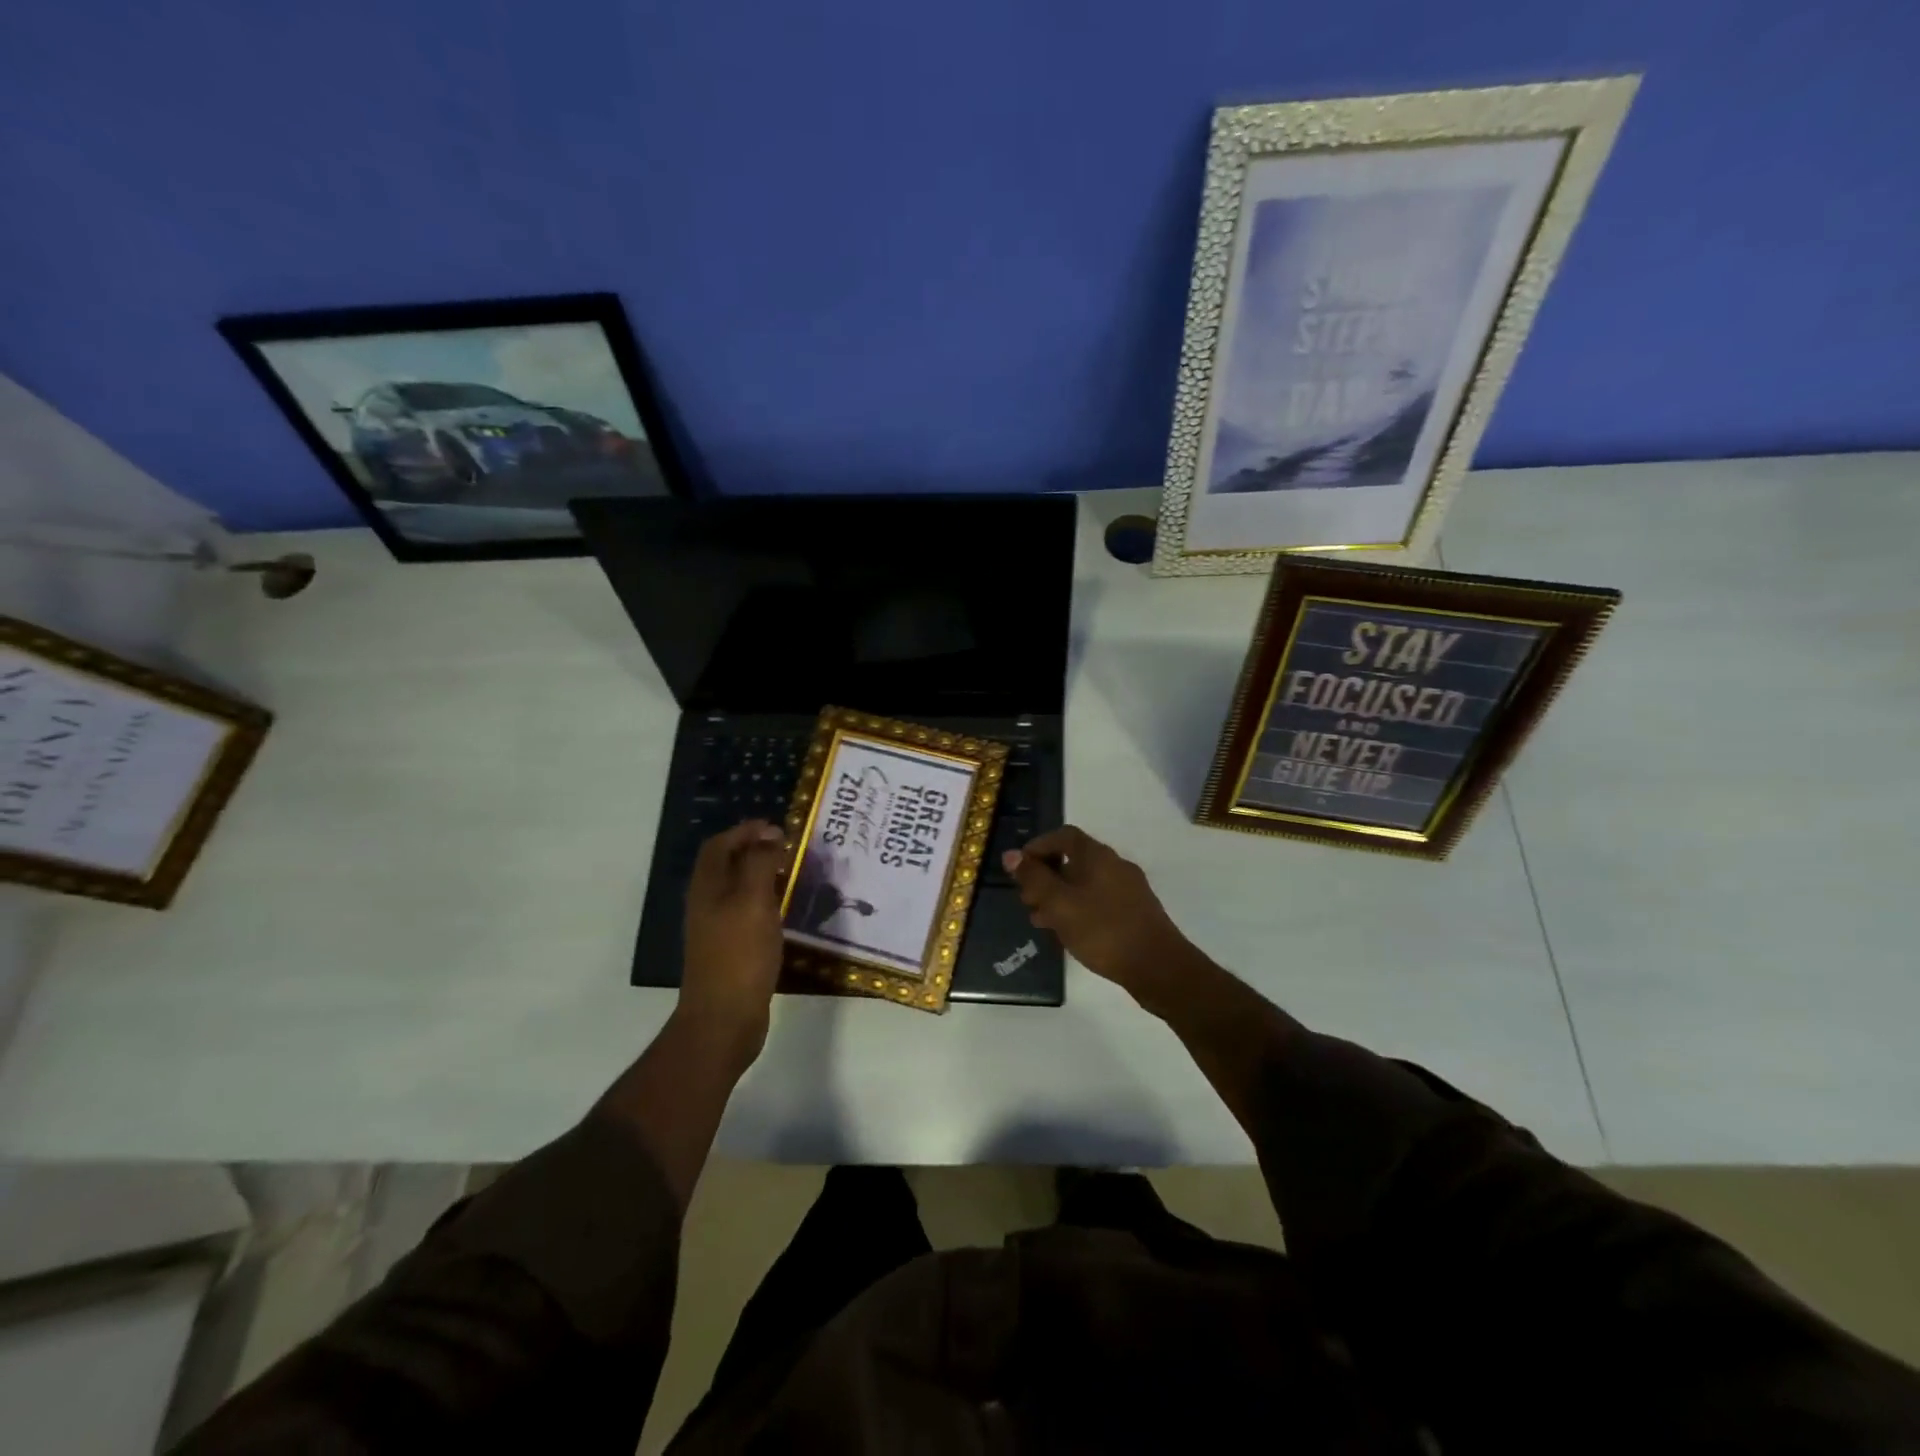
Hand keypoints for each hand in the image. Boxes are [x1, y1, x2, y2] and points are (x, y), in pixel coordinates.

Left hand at [678, 819, 786, 1061]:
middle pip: (727, 864)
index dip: (746, 831)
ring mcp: (717, 928)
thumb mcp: (754, 902)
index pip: (720, 844)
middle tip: (790, 849)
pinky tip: (787, 911)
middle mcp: (707, 903)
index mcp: (707, 887)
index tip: (780, 829)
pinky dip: (766, 902)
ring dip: (763, 875)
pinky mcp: (731, 950)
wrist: (724, 1019)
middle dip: (756, 850)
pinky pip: (747, 913)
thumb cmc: (739, 955)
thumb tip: (770, 836)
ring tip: (794, 874)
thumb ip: (760, 864)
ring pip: (738, 889)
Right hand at [1003, 825, 1205, 1010]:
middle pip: (1073, 859)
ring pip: (1085, 883)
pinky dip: (1078, 908)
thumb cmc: (1103, 930)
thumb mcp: (1059, 904)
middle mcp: (1115, 864)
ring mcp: (1129, 888)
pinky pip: (1098, 900)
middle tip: (1027, 901)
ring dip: (1060, 896)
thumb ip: (1034, 878)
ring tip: (1042, 922)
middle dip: (1045, 877)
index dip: (1038, 847)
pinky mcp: (1135, 911)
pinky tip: (1069, 933)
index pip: (1062, 836)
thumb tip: (1011, 855)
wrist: (1158, 966)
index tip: (1019, 870)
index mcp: (1097, 855)